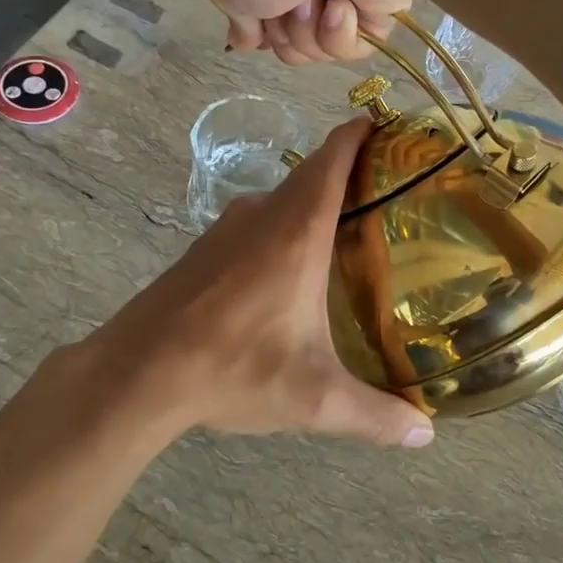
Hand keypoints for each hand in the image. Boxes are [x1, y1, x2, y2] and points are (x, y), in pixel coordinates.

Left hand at [94, 118, 433, 448]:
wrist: (137, 372)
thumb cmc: (233, 368)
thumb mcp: (313, 398)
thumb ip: (374, 415)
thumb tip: (424, 435)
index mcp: (297, 231)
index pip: (333, 158)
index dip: (360, 134)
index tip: (388, 127)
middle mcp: (261, 216)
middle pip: (311, 174)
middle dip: (348, 172)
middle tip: (389, 193)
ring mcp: (225, 230)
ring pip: (279, 199)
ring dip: (312, 203)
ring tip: (348, 231)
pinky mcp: (202, 251)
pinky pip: (254, 223)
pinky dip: (281, 227)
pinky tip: (289, 268)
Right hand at [203, 0, 411, 63]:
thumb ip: (234, 17)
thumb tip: (245, 41)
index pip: (263, 23)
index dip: (259, 31)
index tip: (258, 23)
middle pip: (287, 44)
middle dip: (282, 32)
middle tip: (288, 3)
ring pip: (317, 50)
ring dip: (307, 30)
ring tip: (315, 0)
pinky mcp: (378, 12)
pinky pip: (351, 48)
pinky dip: (339, 33)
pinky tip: (341, 6)